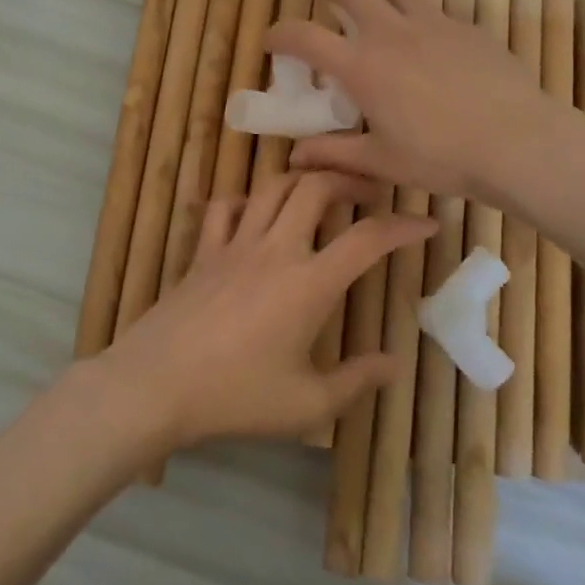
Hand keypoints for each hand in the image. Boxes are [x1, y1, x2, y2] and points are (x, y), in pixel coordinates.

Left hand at [102, 171, 435, 450]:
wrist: (156, 384)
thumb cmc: (236, 397)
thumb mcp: (306, 404)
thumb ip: (355, 381)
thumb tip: (392, 363)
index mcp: (309, 284)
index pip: (367, 240)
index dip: (403, 226)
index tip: (428, 223)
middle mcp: (275, 249)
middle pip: (316, 188)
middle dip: (350, 180)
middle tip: (369, 194)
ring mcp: (235, 244)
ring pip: (273, 187)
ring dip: (302, 180)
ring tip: (320, 192)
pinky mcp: (204, 251)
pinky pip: (226, 207)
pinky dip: (246, 200)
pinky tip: (255, 214)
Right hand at [267, 0, 550, 198]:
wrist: (518, 142)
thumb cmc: (442, 157)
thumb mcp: (382, 162)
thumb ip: (334, 154)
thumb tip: (294, 157)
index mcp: (361, 66)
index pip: (304, 36)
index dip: (279, 33)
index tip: (271, 39)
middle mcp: (391, 33)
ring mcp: (432, 23)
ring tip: (379, 3)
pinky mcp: (467, 27)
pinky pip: (436, 7)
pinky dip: (421, 14)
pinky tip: (432, 42)